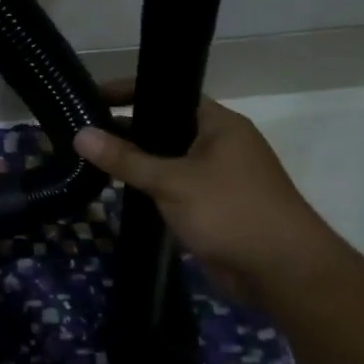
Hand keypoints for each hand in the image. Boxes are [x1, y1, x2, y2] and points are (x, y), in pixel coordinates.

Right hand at [73, 84, 340, 297]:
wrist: (282, 272)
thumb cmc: (230, 211)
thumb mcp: (172, 181)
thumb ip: (125, 159)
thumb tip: (80, 135)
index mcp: (219, 124)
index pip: (168, 95)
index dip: (130, 92)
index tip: (92, 96)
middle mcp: (219, 143)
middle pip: (165, 127)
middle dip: (126, 128)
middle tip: (82, 130)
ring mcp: (217, 176)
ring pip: (167, 159)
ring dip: (136, 161)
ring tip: (90, 158)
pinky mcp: (211, 206)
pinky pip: (173, 187)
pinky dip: (149, 186)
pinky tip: (118, 190)